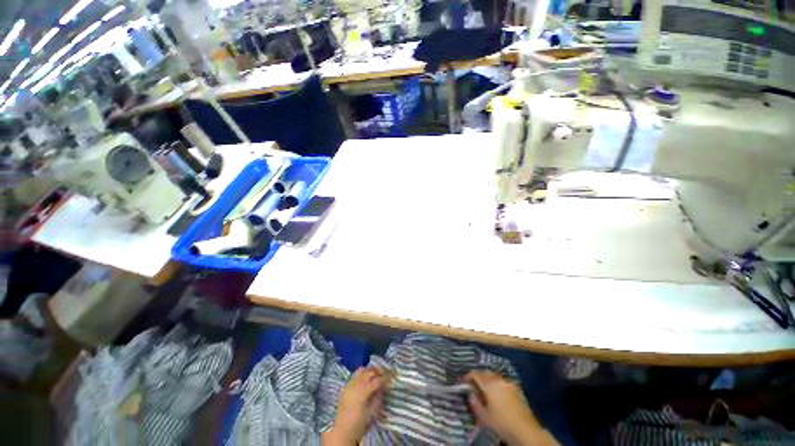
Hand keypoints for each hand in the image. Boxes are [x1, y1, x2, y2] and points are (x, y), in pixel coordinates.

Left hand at [323, 367, 387, 444]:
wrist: (342, 431)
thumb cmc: (358, 423)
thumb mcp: (371, 412)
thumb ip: (377, 397)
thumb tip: (382, 387)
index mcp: (364, 390)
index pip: (377, 379)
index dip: (385, 377)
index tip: (391, 376)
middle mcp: (357, 383)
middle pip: (370, 372)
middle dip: (378, 371)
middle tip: (385, 373)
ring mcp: (350, 383)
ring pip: (362, 370)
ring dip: (370, 371)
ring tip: (375, 374)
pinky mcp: (346, 386)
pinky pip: (355, 375)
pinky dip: (362, 374)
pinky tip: (366, 379)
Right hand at [466, 371, 556, 445]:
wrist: (525, 430)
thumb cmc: (502, 423)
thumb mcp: (484, 416)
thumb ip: (475, 403)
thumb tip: (470, 394)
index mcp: (489, 384)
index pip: (475, 374)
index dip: (467, 377)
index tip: (463, 381)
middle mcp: (498, 380)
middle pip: (485, 373)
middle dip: (478, 376)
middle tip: (473, 384)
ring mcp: (508, 383)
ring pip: (494, 376)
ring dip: (487, 379)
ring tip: (484, 388)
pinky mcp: (516, 389)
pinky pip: (502, 381)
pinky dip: (496, 383)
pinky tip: (496, 392)